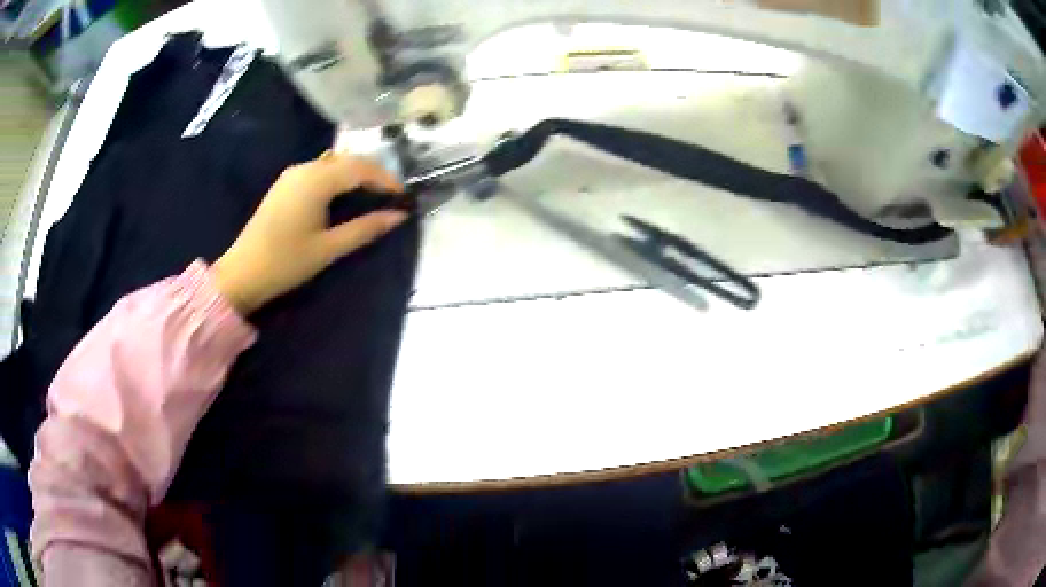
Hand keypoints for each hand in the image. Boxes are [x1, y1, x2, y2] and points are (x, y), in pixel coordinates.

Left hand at [212, 152, 406, 314]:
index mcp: (316, 180)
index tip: (403, 196)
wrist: (242, 273)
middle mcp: (305, 168)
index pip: (360, 168)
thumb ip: (365, 229)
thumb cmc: (286, 262)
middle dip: (373, 173)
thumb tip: (398, 216)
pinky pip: (319, 170)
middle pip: (348, 159)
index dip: (386, 179)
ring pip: (333, 162)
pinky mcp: (285, 184)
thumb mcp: (328, 248)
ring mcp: (292, 174)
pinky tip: (343, 195)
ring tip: (371, 194)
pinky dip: (338, 176)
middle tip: (391, 195)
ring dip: (355, 173)